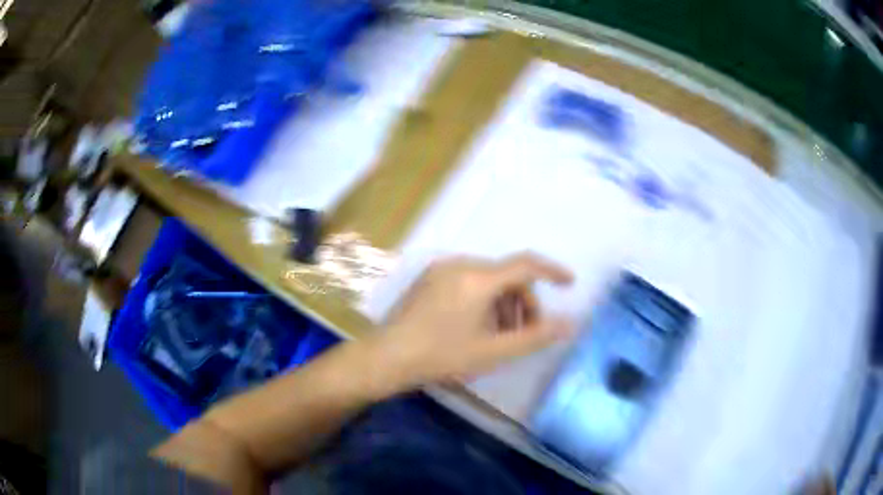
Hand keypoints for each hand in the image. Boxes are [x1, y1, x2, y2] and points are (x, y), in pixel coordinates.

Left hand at [368, 253, 573, 391]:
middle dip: (523, 303)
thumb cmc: (442, 356)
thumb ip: (535, 337)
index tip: (569, 283)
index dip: (552, 271)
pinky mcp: (429, 279)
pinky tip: (477, 327)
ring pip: (488, 280)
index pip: (526, 264)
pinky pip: (468, 282)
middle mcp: (460, 264)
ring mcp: (441, 270)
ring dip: (503, 304)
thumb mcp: (493, 351)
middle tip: (525, 334)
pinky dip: (483, 300)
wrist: (387, 357)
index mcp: (478, 278)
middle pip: (506, 276)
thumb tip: (570, 324)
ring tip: (500, 336)